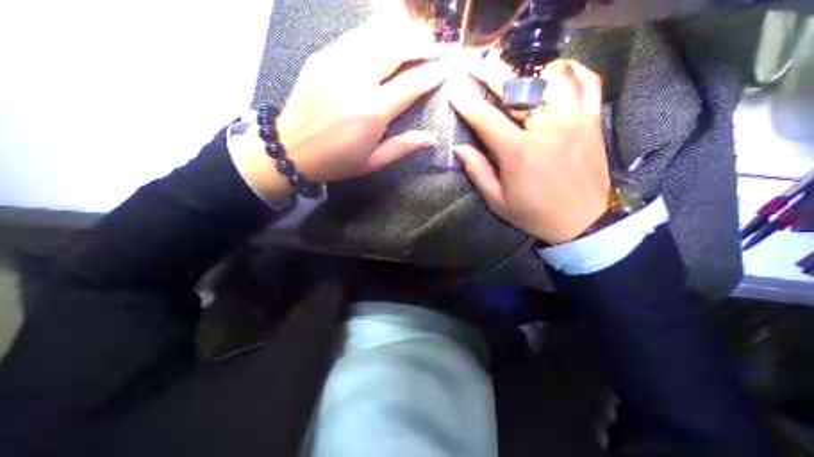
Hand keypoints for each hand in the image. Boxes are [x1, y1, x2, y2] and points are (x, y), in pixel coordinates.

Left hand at [233, 13, 447, 200]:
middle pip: (394, 47)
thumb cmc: (336, 162)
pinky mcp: (321, 57)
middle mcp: (355, 81)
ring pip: (374, 33)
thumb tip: (431, 138)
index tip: (446, 67)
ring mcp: (335, 63)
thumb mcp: (372, 162)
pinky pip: (355, 35)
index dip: (431, 73)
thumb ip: (402, 147)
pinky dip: (376, 32)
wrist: (290, 150)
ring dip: (400, 30)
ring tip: (417, 34)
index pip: (410, 84)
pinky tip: (387, 36)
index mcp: (370, 112)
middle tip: (436, 44)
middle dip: (420, 42)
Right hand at [452, 57, 610, 246]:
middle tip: (477, 64)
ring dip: (531, 71)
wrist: (582, 222)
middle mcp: (547, 129)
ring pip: (554, 77)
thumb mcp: (498, 201)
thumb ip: (478, 172)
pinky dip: (571, 72)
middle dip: (493, 73)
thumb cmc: (534, 214)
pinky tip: (557, 75)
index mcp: (519, 152)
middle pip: (518, 89)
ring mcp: (573, 121)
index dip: (468, 105)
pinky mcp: (592, 122)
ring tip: (517, 73)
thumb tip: (459, 149)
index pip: (487, 120)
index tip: (455, 93)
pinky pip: (587, 83)